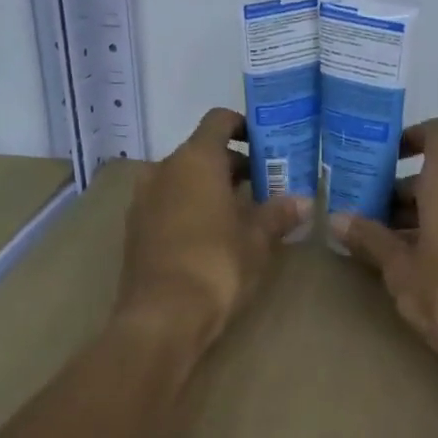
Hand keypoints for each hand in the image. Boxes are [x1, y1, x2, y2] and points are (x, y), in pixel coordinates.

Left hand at [114, 107, 307, 357]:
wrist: (163, 316)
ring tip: (239, 214)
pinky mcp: (134, 229)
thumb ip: (278, 214)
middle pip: (201, 152)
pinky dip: (188, 208)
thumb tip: (304, 202)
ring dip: (209, 189)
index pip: (219, 121)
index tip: (264, 144)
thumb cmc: (217, 266)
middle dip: (232, 166)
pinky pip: (166, 204)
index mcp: (195, 160)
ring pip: (182, 180)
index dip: (243, 126)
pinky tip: (210, 236)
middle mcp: (163, 170)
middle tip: (263, 188)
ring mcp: (142, 199)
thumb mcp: (258, 241)